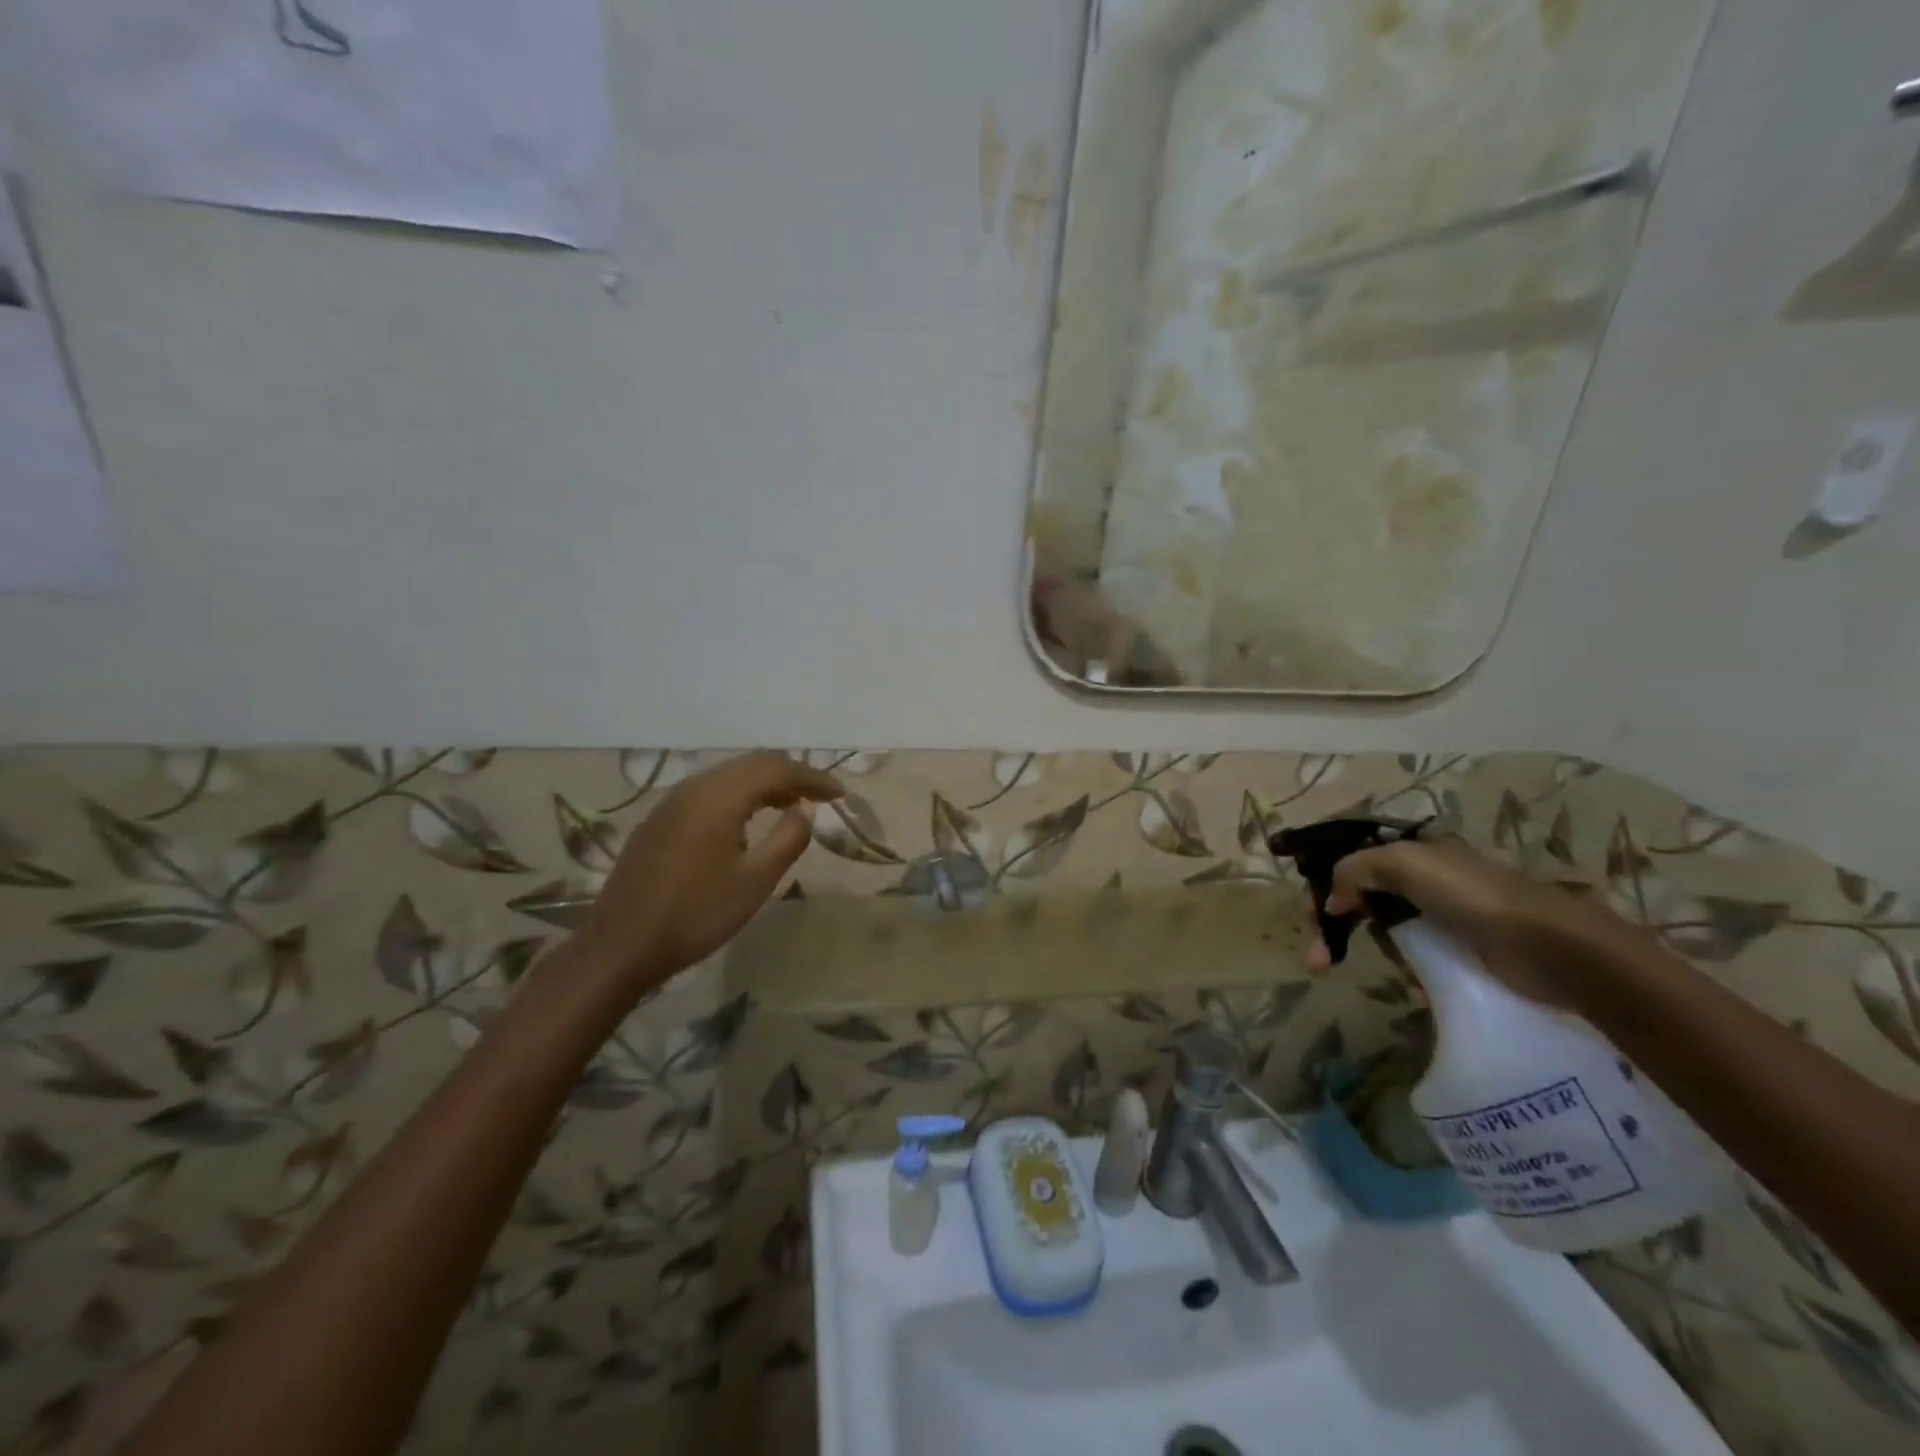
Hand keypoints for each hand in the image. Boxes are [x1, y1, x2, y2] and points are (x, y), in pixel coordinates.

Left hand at [575, 752, 842, 994]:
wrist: (621, 947)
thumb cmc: (696, 915)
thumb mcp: (755, 882)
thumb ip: (788, 838)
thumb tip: (806, 809)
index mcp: (718, 797)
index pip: (776, 769)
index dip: (812, 778)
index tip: (839, 794)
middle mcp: (693, 787)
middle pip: (751, 764)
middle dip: (790, 775)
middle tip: (820, 796)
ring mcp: (671, 802)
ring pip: (729, 775)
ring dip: (764, 783)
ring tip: (791, 805)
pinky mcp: (659, 819)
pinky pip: (709, 790)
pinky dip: (739, 794)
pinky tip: (747, 820)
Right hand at [1307, 837, 1609, 1006]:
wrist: (1547, 946)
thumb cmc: (1470, 895)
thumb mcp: (1401, 863)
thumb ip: (1355, 870)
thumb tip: (1332, 902)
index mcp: (1414, 852)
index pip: (1354, 863)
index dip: (1327, 887)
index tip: (1315, 919)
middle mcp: (1426, 880)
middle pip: (1364, 900)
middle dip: (1338, 929)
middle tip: (1319, 961)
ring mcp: (1445, 918)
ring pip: (1388, 932)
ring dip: (1378, 952)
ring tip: (1386, 972)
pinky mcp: (1463, 953)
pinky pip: (1420, 960)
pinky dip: (1411, 973)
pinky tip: (1416, 987)